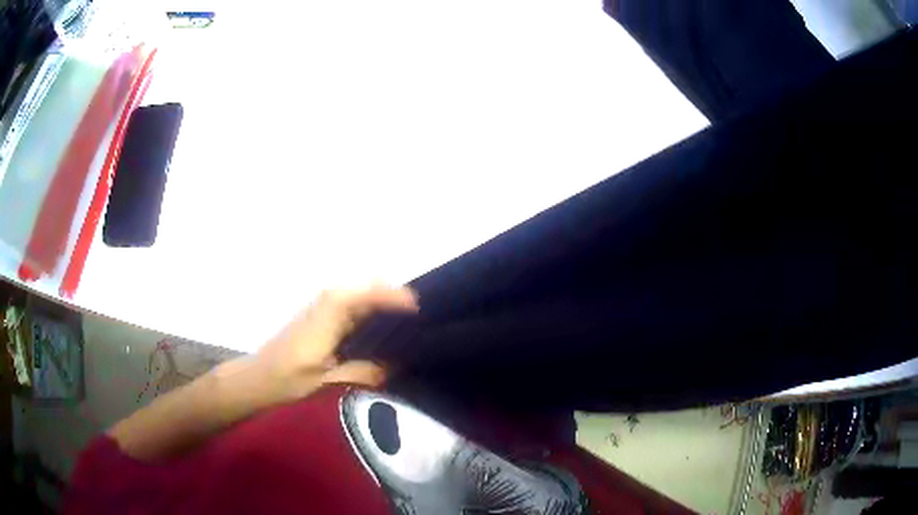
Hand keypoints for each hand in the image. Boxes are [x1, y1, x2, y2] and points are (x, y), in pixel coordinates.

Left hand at [253, 285, 418, 403]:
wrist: (259, 378)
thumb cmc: (288, 379)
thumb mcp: (325, 381)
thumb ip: (361, 372)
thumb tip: (394, 367)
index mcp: (327, 316)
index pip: (363, 294)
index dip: (390, 295)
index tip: (416, 305)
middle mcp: (325, 304)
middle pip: (363, 288)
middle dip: (391, 294)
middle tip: (417, 315)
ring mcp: (322, 309)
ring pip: (358, 295)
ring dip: (381, 301)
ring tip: (406, 320)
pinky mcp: (321, 318)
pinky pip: (352, 305)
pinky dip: (370, 309)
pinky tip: (380, 328)